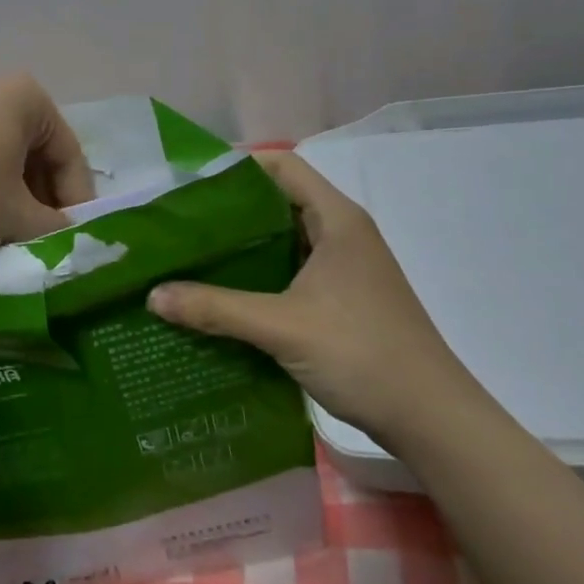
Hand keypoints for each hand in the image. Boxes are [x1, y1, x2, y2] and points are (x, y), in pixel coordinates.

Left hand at [0, 74, 95, 260]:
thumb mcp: (17, 218)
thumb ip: (54, 227)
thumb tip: (67, 235)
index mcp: (23, 95)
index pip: (67, 152)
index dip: (77, 200)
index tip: (74, 237)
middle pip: (30, 149)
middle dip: (39, 195)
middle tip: (40, 237)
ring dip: (6, 192)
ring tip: (1, 233)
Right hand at [146, 151, 492, 451]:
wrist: (431, 417)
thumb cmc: (361, 353)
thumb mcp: (281, 327)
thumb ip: (215, 308)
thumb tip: (153, 296)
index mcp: (337, 219)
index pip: (282, 167)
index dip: (237, 166)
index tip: (190, 181)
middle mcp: (343, 233)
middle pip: (279, 202)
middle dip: (231, 209)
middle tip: (180, 221)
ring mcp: (345, 267)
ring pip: (285, 240)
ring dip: (244, 246)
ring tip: (192, 254)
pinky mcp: (343, 298)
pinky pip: (292, 271)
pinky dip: (260, 274)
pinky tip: (225, 293)